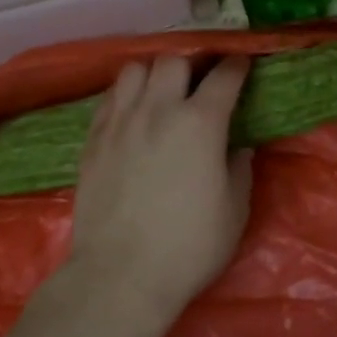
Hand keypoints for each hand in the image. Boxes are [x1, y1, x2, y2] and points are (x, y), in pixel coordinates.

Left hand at [63, 55, 254, 326]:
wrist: (120, 276)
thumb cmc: (189, 246)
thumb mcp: (234, 210)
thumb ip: (239, 168)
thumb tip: (238, 147)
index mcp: (200, 122)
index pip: (224, 76)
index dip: (237, 66)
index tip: (242, 65)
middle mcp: (159, 110)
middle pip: (174, 60)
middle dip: (192, 64)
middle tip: (199, 83)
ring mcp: (121, 122)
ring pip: (135, 69)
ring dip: (153, 74)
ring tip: (161, 92)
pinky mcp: (93, 139)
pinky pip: (109, 97)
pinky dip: (125, 95)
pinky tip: (133, 113)